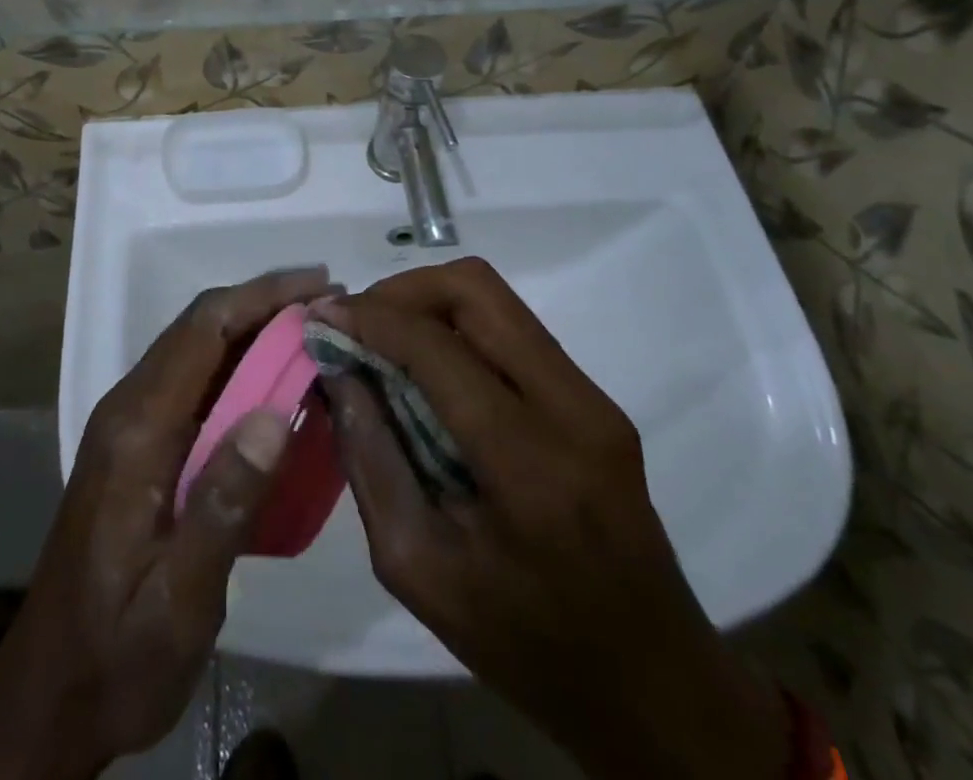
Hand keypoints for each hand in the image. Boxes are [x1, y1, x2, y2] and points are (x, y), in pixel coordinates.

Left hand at [0, 268, 336, 779]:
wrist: (49, 694)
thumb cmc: (117, 652)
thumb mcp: (180, 596)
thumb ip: (225, 503)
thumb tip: (277, 412)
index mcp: (136, 429)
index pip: (203, 331)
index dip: (263, 297)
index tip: (320, 287)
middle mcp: (128, 408)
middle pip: (200, 327)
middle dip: (264, 303)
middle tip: (331, 303)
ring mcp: (130, 424)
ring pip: (197, 349)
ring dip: (253, 328)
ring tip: (315, 330)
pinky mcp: (139, 444)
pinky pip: (195, 381)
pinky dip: (240, 364)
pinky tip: (278, 381)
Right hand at [318, 258, 789, 779]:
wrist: (651, 684)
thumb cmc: (525, 644)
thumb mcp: (418, 568)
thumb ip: (370, 459)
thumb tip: (338, 371)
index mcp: (530, 465)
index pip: (437, 348)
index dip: (371, 318)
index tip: (321, 317)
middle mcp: (572, 409)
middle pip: (475, 289)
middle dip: (401, 291)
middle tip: (356, 323)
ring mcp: (592, 397)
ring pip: (495, 297)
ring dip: (428, 301)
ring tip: (384, 339)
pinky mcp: (594, 398)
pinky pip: (511, 328)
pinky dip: (456, 326)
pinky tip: (428, 366)